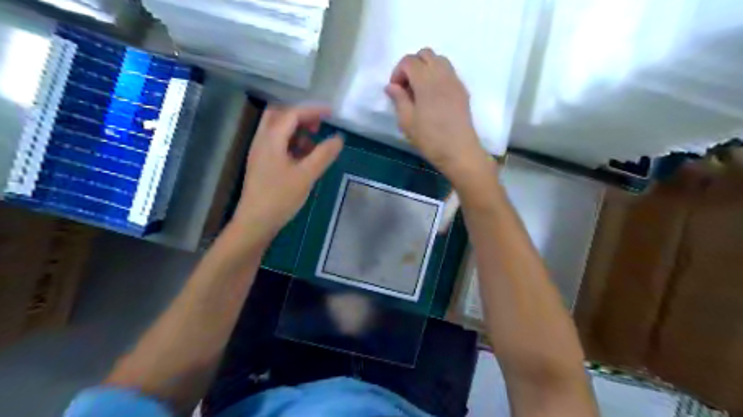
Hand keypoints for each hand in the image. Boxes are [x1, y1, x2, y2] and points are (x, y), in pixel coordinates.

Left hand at [234, 106, 343, 239]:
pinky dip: (291, 143)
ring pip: (277, 130)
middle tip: (318, 126)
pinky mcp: (262, 164)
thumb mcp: (306, 176)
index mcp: (271, 139)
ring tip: (313, 145)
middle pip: (279, 115)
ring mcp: (260, 152)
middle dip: (300, 117)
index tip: (331, 114)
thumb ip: (323, 155)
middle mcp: (262, 140)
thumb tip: (339, 138)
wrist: (255, 222)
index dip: (312, 110)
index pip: (292, 114)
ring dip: (296, 131)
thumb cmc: (280, 197)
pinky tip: (303, 158)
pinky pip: (277, 144)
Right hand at [387, 48, 491, 182]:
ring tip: (420, 90)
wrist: (459, 151)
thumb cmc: (430, 138)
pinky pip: (448, 72)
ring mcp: (455, 81)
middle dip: (412, 65)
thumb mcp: (407, 122)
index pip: (409, 61)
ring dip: (426, 68)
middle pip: (425, 54)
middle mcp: (442, 74)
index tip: (395, 90)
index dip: (398, 71)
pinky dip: (437, 76)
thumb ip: (399, 99)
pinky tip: (433, 97)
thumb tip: (391, 86)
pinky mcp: (462, 90)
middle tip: (406, 87)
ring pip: (439, 60)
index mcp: (426, 81)